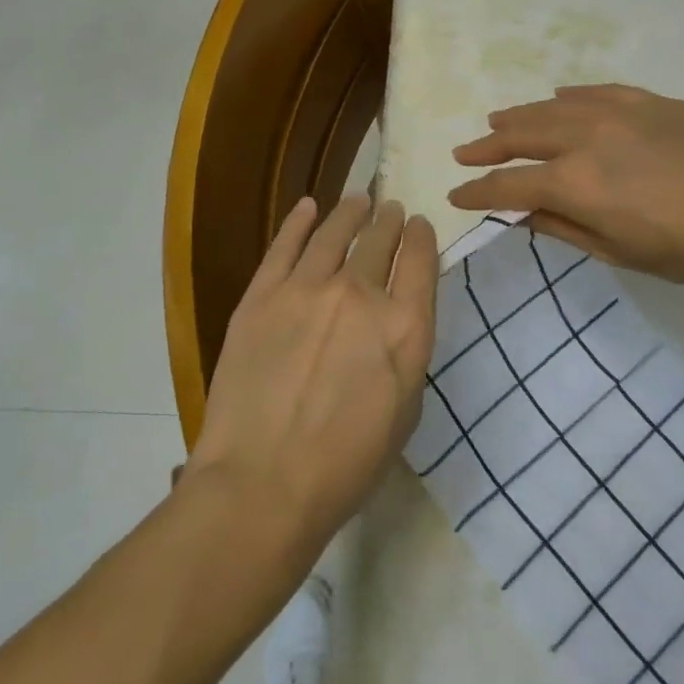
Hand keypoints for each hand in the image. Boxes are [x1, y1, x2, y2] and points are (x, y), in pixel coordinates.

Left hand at [186, 195, 438, 561]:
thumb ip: (406, 353)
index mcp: (405, 326)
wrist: (263, 482)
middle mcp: (360, 294)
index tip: (419, 226)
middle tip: (390, 209)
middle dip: (389, 220)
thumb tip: (398, 318)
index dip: (422, 236)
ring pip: (334, 232)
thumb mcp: (405, 412)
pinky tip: (309, 207)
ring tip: (358, 200)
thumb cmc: (346, 465)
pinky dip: (299, 221)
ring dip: (351, 212)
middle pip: (380, 239)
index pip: (421, 260)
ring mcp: (307, 289)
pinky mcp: (262, 294)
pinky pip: (285, 244)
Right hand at [448, 84, 683, 287]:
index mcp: (574, 182)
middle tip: (464, 151)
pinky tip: (558, 100)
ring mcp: (617, 113)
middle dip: (487, 146)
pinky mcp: (648, 101)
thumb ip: (565, 229)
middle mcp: (584, 138)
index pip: (508, 185)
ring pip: (552, 109)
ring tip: (497, 121)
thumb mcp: (620, 252)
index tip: (455, 196)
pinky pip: (594, 93)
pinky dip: (567, 98)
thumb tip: (525, 214)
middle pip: (521, 137)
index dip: (477, 192)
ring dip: (519, 117)